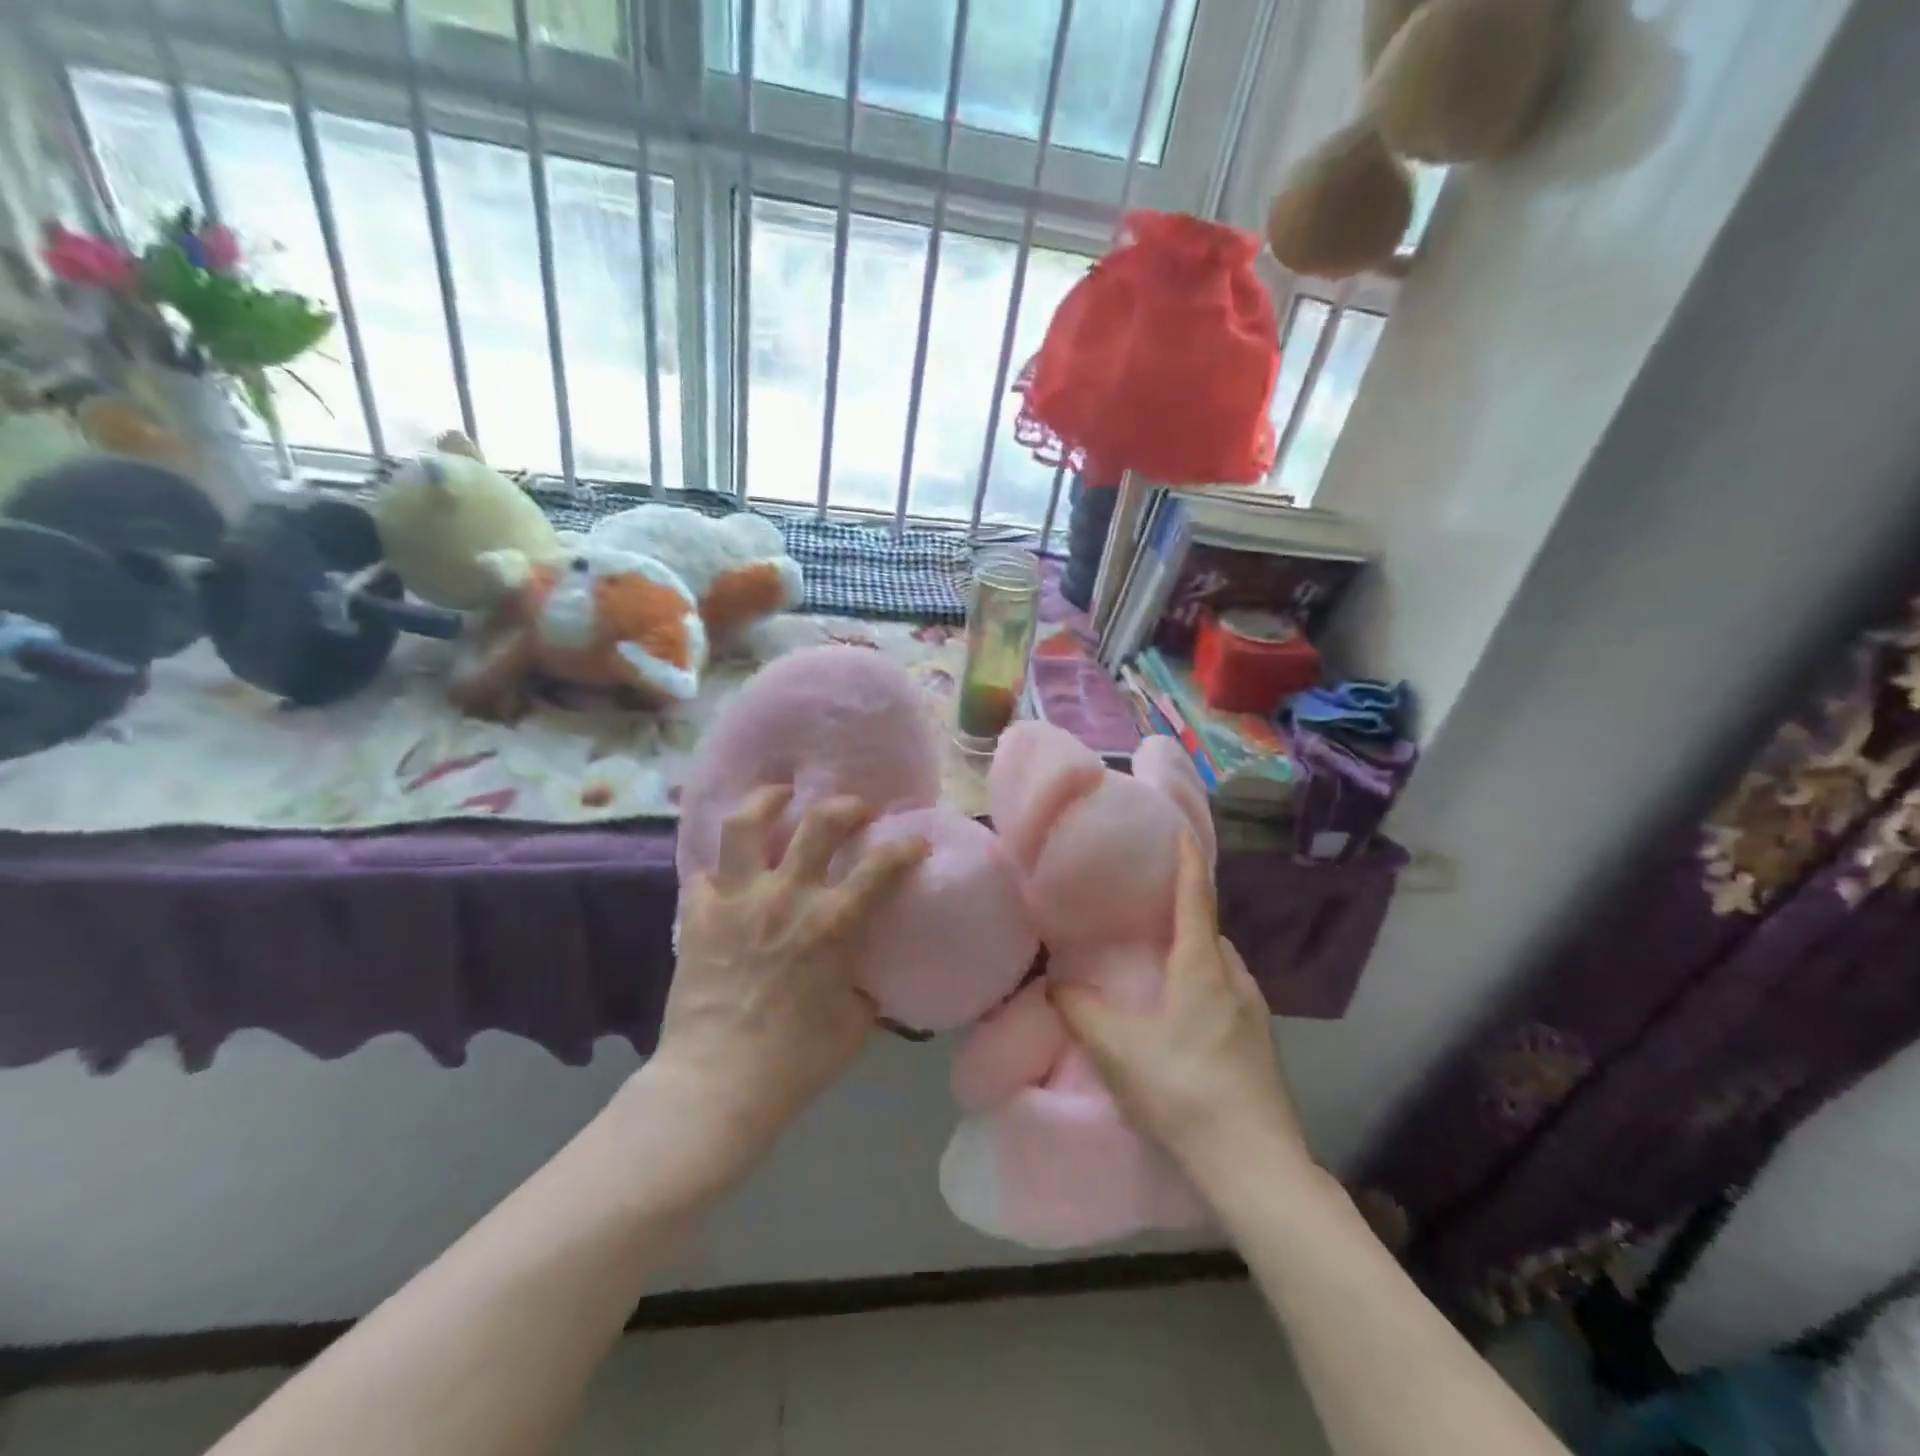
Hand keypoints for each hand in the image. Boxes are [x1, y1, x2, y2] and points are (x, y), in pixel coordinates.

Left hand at [640, 787, 929, 1182]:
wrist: (717, 1084)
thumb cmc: (796, 1061)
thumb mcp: (855, 1025)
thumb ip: (868, 990)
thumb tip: (872, 978)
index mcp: (832, 922)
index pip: (882, 866)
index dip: (906, 846)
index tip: (915, 841)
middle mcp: (786, 896)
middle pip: (819, 822)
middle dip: (846, 806)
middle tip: (855, 810)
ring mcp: (737, 899)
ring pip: (747, 823)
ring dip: (768, 801)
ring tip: (780, 796)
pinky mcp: (698, 914)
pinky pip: (705, 872)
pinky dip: (720, 868)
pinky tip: (730, 873)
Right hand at [1050, 836, 1312, 1189]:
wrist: (1255, 1164)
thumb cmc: (1183, 1090)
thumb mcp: (1118, 1051)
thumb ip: (1081, 1012)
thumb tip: (1056, 984)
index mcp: (1203, 967)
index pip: (1196, 899)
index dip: (1188, 863)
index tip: (1181, 832)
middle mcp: (1235, 979)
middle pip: (1210, 931)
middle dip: (1185, 913)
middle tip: (1149, 910)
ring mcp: (1254, 1012)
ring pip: (1221, 965)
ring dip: (1195, 952)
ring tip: (1161, 962)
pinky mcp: (1261, 1043)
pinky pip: (1228, 992)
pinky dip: (1205, 983)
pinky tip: (1184, 1014)